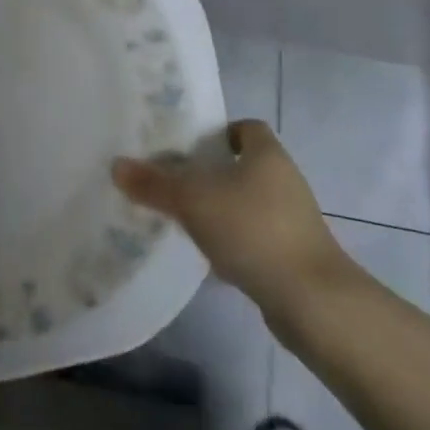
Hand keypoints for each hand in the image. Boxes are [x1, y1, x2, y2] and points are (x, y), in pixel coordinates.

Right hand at [112, 120, 345, 302]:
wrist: (313, 302)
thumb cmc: (253, 230)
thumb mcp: (193, 201)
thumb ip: (154, 184)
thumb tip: (116, 165)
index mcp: (267, 154)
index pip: (245, 127)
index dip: (218, 132)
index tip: (187, 146)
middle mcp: (284, 180)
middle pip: (243, 165)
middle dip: (210, 173)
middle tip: (172, 180)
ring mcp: (292, 220)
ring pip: (247, 203)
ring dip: (220, 209)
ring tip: (182, 218)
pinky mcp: (292, 255)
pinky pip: (254, 237)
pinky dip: (232, 242)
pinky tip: (206, 257)